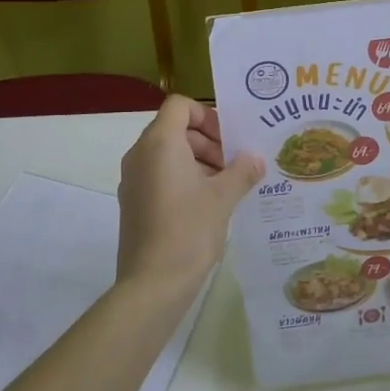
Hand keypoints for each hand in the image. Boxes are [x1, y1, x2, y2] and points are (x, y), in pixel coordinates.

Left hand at [117, 95, 263, 294]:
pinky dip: (183, 179)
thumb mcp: (223, 197)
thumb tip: (256, 159)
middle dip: (208, 141)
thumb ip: (242, 171)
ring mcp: (133, 180)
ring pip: (168, 154)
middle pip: (175, 129)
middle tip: (235, 164)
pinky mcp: (133, 203)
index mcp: (159, 143)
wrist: (152, 284)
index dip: (207, 115)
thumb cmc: (189, 230)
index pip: (180, 106)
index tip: (230, 140)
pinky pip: (159, 176)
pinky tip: (208, 205)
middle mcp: (140, 155)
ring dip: (198, 161)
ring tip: (227, 186)